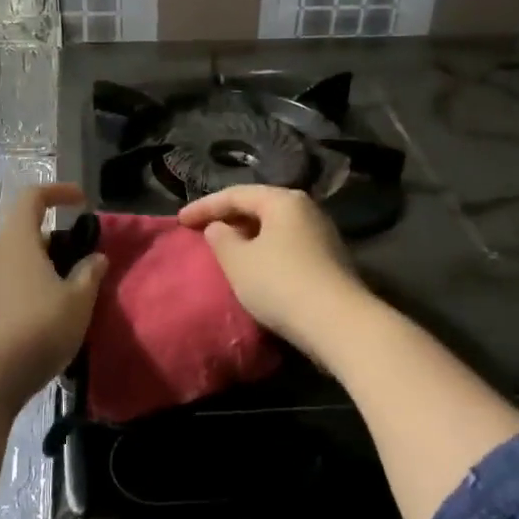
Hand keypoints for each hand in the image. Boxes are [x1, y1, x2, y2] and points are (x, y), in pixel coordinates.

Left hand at [0, 182, 106, 416]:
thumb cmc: (36, 330)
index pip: (33, 196)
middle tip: (77, 261)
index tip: (81, 201)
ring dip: (35, 266)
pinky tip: (36, 314)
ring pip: (9, 259)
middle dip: (51, 239)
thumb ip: (90, 274)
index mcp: (14, 239)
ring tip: (60, 292)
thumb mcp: (77, 303)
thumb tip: (97, 257)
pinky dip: (19, 286)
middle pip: (21, 231)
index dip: (58, 192)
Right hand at [177, 186, 364, 352]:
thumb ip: (221, 238)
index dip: (204, 206)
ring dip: (247, 236)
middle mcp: (306, 209)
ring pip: (274, 228)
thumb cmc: (280, 283)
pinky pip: (287, 246)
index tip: (179, 221)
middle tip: (201, 231)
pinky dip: (265, 251)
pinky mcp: (329, 261)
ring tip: (225, 249)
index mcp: (283, 200)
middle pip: (259, 207)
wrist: (339, 323)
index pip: (236, 194)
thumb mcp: (238, 261)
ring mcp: (322, 235)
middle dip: (228, 218)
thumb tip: (219, 228)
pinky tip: (254, 267)